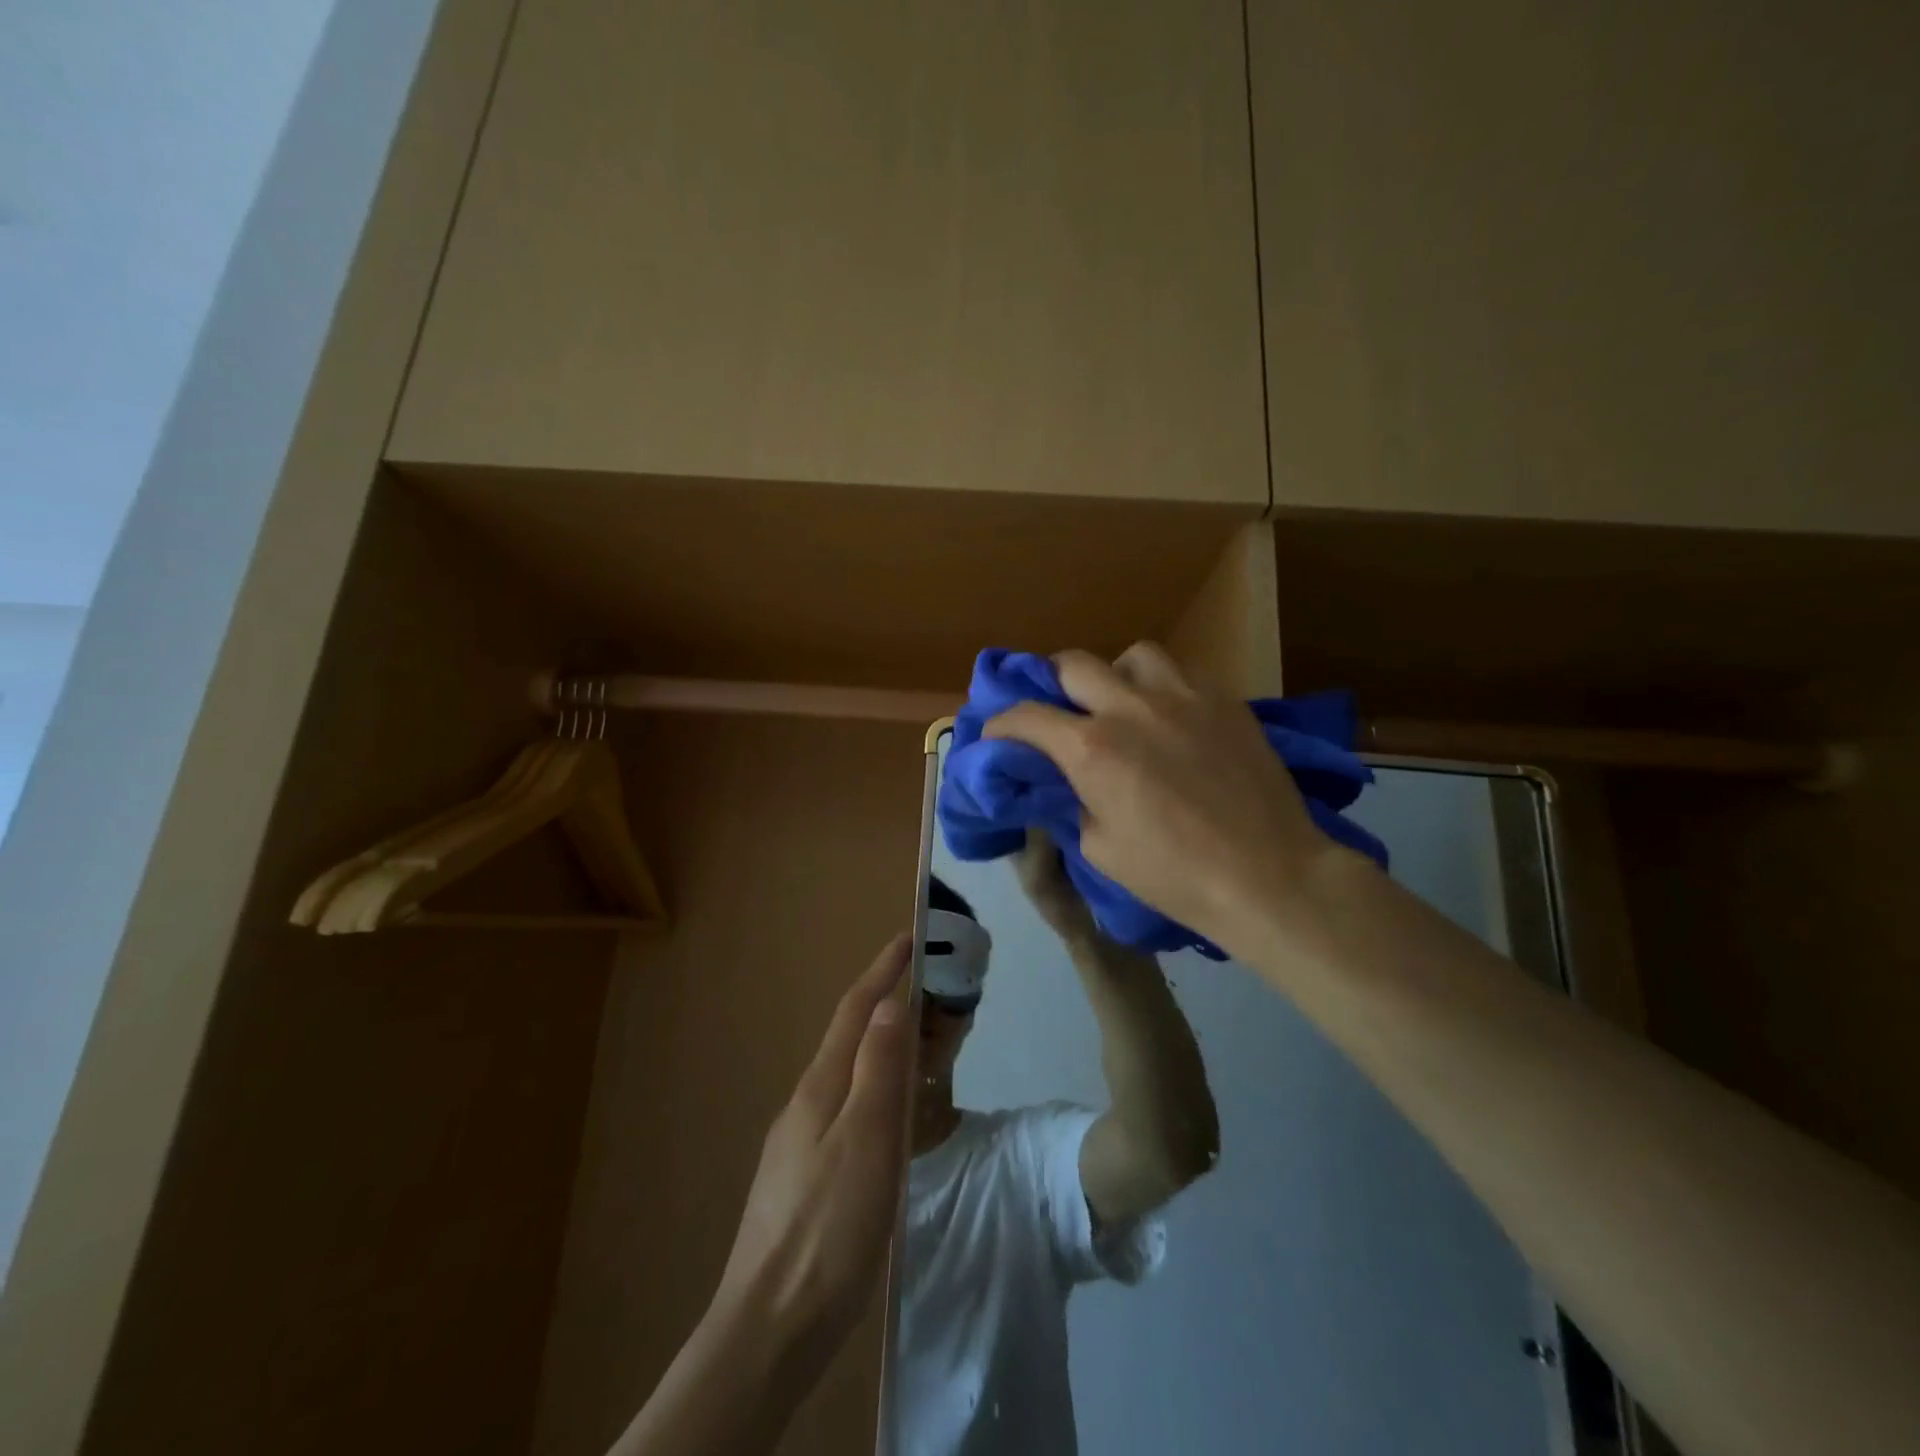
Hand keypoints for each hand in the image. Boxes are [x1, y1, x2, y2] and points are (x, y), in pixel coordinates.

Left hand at [712, 933, 912, 1369]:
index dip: (883, 970)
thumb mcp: (867, 1139)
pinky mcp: (806, 1175)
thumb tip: (888, 1002)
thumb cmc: (829, 1225)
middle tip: (931, 994)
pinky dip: (877, 1090)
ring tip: (921, 1047)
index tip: (908, 936)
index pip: (855, 1010)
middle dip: (887, 1004)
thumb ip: (878, 1068)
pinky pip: (849, 1109)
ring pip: (850, 1075)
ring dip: (883, 1048)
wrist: (771, 1325)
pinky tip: (891, 1117)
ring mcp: (801, 1140)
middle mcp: (806, 1102)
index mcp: (820, 1086)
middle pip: (851, 1038)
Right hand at [985, 643, 1346, 956]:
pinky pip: (1182, 673)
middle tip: (1058, 710)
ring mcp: (1184, 696)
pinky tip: (1172, 718)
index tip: (997, 735)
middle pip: (1074, 663)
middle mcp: (1131, 708)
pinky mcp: (1225, 700)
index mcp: (1092, 749)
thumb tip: (1067, 784)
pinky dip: (1164, 689)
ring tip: (1124, 705)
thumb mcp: (1100, 850)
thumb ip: (1074, 803)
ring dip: (1116, 676)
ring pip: (1134, 655)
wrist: (1269, 876)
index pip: (1026, 716)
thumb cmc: (1175, 875)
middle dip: (1052, 683)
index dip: (1001, 724)